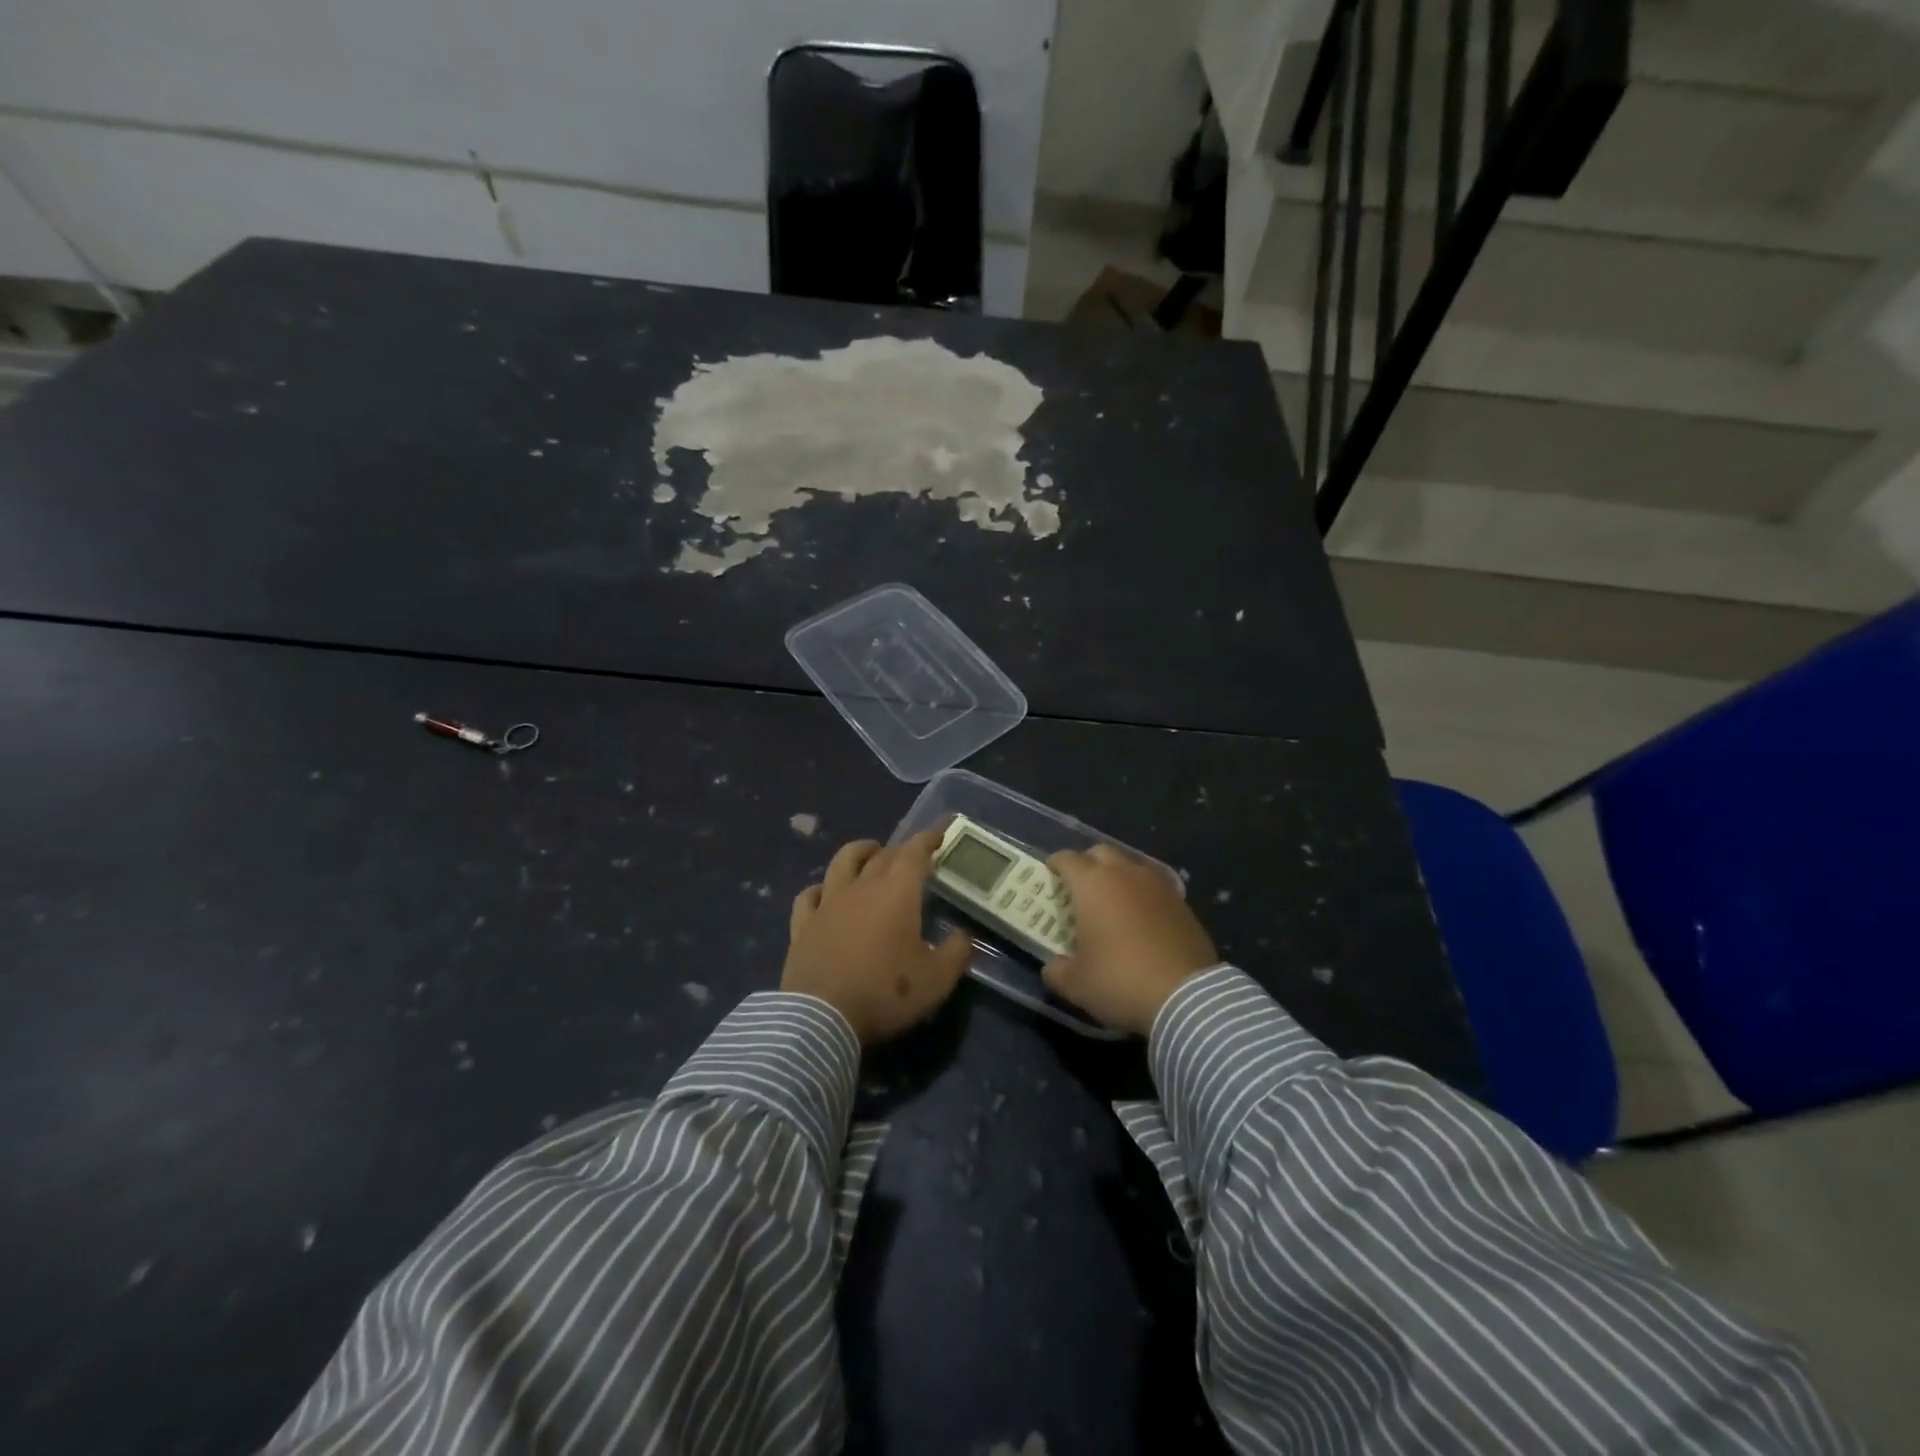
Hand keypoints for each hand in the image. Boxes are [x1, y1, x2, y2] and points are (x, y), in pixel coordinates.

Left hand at [782, 829, 971, 1044]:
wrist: (822, 1019)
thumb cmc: (885, 993)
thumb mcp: (937, 979)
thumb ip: (956, 952)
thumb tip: (962, 935)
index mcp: (897, 892)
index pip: (916, 852)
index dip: (930, 837)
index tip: (942, 828)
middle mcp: (862, 887)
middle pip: (883, 855)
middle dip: (902, 849)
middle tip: (914, 854)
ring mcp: (828, 903)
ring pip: (843, 862)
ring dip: (860, 852)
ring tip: (871, 851)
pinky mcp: (803, 925)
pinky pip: (809, 895)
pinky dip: (820, 888)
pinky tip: (824, 892)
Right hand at [1042, 845, 1218, 1036]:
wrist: (1186, 996)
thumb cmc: (1120, 981)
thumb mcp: (1075, 984)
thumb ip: (1057, 970)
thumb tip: (1053, 966)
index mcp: (1092, 885)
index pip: (1068, 859)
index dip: (1056, 863)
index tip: (1051, 872)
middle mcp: (1125, 874)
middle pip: (1101, 852)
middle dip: (1087, 863)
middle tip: (1080, 884)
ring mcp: (1158, 886)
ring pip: (1132, 865)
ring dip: (1118, 875)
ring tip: (1113, 899)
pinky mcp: (1182, 903)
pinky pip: (1155, 886)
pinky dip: (1143, 894)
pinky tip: (1142, 917)